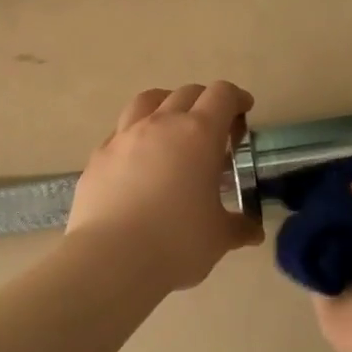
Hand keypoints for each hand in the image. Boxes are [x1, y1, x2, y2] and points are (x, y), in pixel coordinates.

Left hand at [68, 82, 263, 291]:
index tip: (244, 112)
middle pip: (186, 93)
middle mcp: (160, 124)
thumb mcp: (219, 237)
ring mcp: (123, 138)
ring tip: (172, 129)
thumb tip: (252, 232)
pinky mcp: (98, 157)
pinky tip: (139, 161)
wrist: (112, 259)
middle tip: (215, 130)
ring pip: (147, 101)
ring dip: (166, 106)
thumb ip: (238, 227)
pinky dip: (136, 135)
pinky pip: (120, 132)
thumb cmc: (177, 242)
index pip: (222, 95)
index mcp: (198, 134)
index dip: (237, 99)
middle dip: (205, 102)